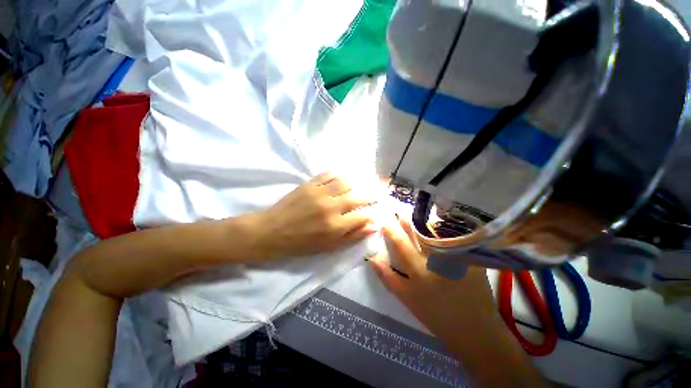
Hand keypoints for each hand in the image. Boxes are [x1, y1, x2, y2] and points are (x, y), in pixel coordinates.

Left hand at [248, 173, 379, 260]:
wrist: (271, 231)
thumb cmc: (301, 243)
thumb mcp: (329, 247)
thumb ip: (353, 236)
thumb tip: (373, 225)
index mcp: (335, 226)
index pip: (364, 215)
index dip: (374, 212)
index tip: (379, 209)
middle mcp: (331, 206)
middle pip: (359, 196)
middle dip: (372, 194)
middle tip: (378, 191)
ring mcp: (319, 192)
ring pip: (346, 182)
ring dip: (359, 181)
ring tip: (365, 181)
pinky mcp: (309, 184)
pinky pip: (329, 174)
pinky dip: (340, 173)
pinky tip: (345, 175)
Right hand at [369, 217, 500, 347]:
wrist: (475, 329)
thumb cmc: (436, 315)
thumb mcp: (406, 298)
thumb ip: (387, 276)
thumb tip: (372, 257)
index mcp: (419, 270)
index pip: (400, 242)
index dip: (390, 229)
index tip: (385, 220)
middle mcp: (437, 258)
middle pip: (419, 231)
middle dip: (407, 220)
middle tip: (400, 213)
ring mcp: (457, 256)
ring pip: (436, 231)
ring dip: (424, 222)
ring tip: (417, 216)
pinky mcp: (471, 256)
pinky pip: (453, 237)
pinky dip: (443, 230)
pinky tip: (439, 227)